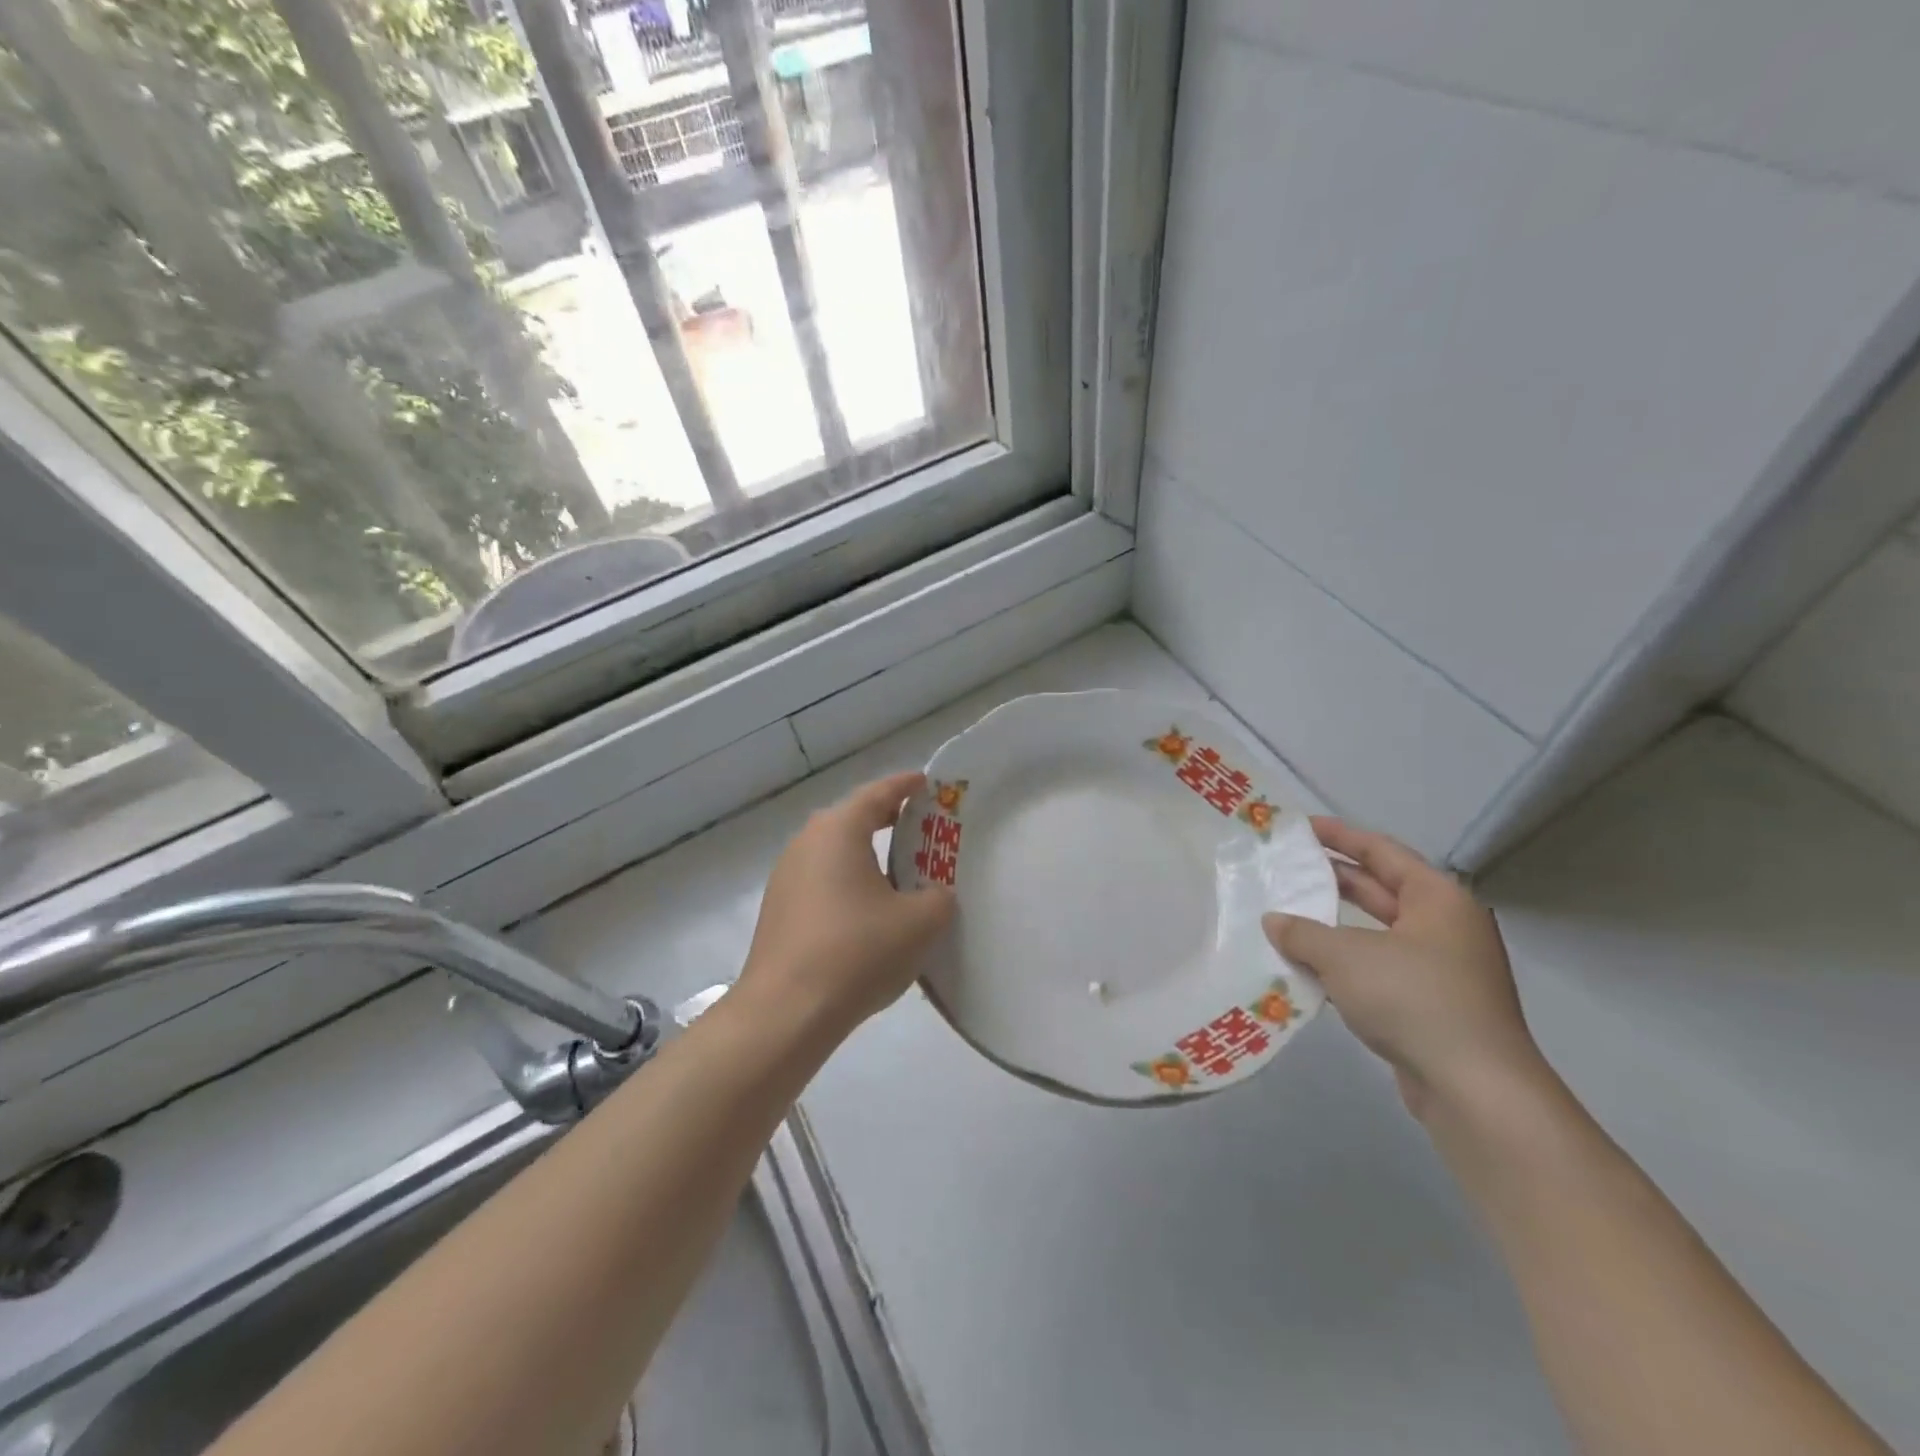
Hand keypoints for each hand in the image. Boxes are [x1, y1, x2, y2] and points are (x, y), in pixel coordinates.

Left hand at [738, 771, 955, 1036]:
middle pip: (852, 819)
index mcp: (839, 831)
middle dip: (886, 820)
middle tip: (919, 826)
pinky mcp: (778, 910)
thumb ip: (938, 897)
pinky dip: (847, 883)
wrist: (786, 1012)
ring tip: (898, 873)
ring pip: (834, 853)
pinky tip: (867, 913)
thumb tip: (933, 895)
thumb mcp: (920, 922)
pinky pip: (821, 882)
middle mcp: (807, 843)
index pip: (877, 794)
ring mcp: (786, 877)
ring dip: (865, 856)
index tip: (926, 783)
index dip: (905, 786)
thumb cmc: (857, 951)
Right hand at [1263, 817, 1545, 1119]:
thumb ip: (1303, 933)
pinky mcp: (1431, 1006)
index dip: (1339, 836)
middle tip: (1287, 868)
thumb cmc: (1413, 999)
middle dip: (1333, 880)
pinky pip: (1379, 969)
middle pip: (1380, 890)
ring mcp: (1441, 969)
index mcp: (1437, 899)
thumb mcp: (1344, 957)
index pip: (1381, 852)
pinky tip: (1309, 967)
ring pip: (1377, 933)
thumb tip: (1274, 921)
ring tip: (1287, 915)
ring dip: (1334, 927)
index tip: (1300, 827)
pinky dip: (1346, 964)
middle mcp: (1444, 927)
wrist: (1475, 1089)